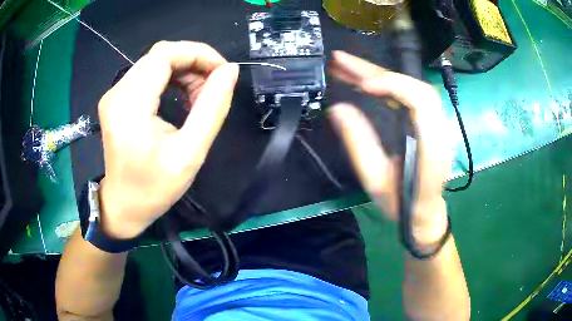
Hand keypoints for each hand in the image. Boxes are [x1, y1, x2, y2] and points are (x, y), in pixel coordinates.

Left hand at [97, 41, 238, 238]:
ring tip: (199, 97)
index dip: (198, 53)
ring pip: (155, 62)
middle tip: (213, 88)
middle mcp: (117, 93)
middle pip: (160, 55)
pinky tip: (182, 97)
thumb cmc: (155, 188)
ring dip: (184, 71)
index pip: (164, 55)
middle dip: (194, 62)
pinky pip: (147, 74)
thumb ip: (212, 108)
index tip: (222, 71)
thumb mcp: (190, 153)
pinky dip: (171, 78)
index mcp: (130, 106)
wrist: (123, 206)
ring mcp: (114, 94)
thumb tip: (230, 71)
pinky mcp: (117, 99)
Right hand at [328, 51, 451, 244]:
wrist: (423, 211)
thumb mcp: (375, 180)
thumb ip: (359, 144)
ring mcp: (434, 123)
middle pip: (414, 87)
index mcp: (431, 148)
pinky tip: (360, 79)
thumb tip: (338, 108)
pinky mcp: (426, 120)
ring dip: (376, 73)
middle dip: (376, 71)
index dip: (394, 86)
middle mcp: (438, 129)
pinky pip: (406, 94)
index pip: (422, 102)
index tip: (363, 85)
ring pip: (409, 86)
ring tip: (344, 66)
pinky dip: (382, 84)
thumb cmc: (401, 202)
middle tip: (341, 60)